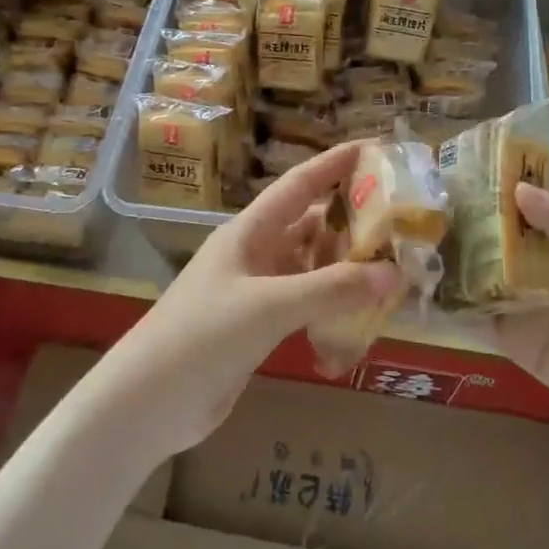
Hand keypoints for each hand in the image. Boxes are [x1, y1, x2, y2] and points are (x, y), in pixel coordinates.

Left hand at [99, 142, 400, 457]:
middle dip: (349, 220)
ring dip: (343, 265)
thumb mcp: (270, 306)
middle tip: (398, 219)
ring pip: (308, 267)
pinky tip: (359, 312)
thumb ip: (332, 289)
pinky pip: (303, 303)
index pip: (297, 186)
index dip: (333, 164)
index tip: (372, 148)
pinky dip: (330, 303)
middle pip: (307, 226)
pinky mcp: (256, 327)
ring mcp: (254, 292)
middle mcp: (252, 255)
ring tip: (391, 266)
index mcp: (247, 233)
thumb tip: (393, 272)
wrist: (151, 400)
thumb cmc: (204, 335)